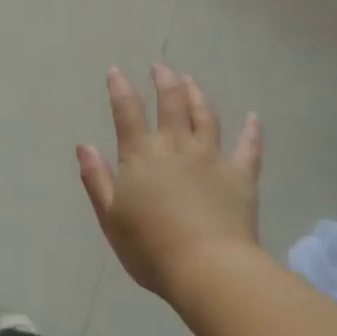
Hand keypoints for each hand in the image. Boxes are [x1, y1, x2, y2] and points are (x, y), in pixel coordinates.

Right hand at [76, 63, 262, 300]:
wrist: (208, 268)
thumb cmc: (150, 247)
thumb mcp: (110, 216)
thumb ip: (96, 179)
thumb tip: (83, 146)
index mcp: (141, 155)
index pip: (127, 112)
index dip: (120, 89)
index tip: (116, 70)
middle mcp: (176, 146)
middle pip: (171, 103)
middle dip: (164, 81)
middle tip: (161, 66)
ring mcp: (211, 157)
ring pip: (205, 116)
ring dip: (197, 95)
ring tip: (191, 80)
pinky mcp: (240, 176)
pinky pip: (248, 148)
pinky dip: (251, 131)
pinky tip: (253, 118)